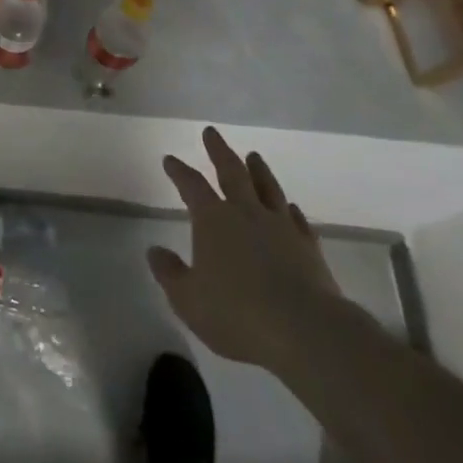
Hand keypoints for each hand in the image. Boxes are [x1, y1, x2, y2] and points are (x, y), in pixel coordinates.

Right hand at [148, 127, 352, 373]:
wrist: (305, 330)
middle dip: (218, 151)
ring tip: (253, 155)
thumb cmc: (237, 314)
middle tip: (212, 132)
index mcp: (213, 220)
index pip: (191, 185)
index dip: (179, 171)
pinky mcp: (308, 247)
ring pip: (267, 188)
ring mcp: (280, 227)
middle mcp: (246, 213)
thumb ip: (169, 273)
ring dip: (258, 170)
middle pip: (231, 172)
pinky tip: (289, 206)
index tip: (170, 159)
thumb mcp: (188, 300)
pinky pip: (297, 220)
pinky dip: (290, 209)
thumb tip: (154, 250)